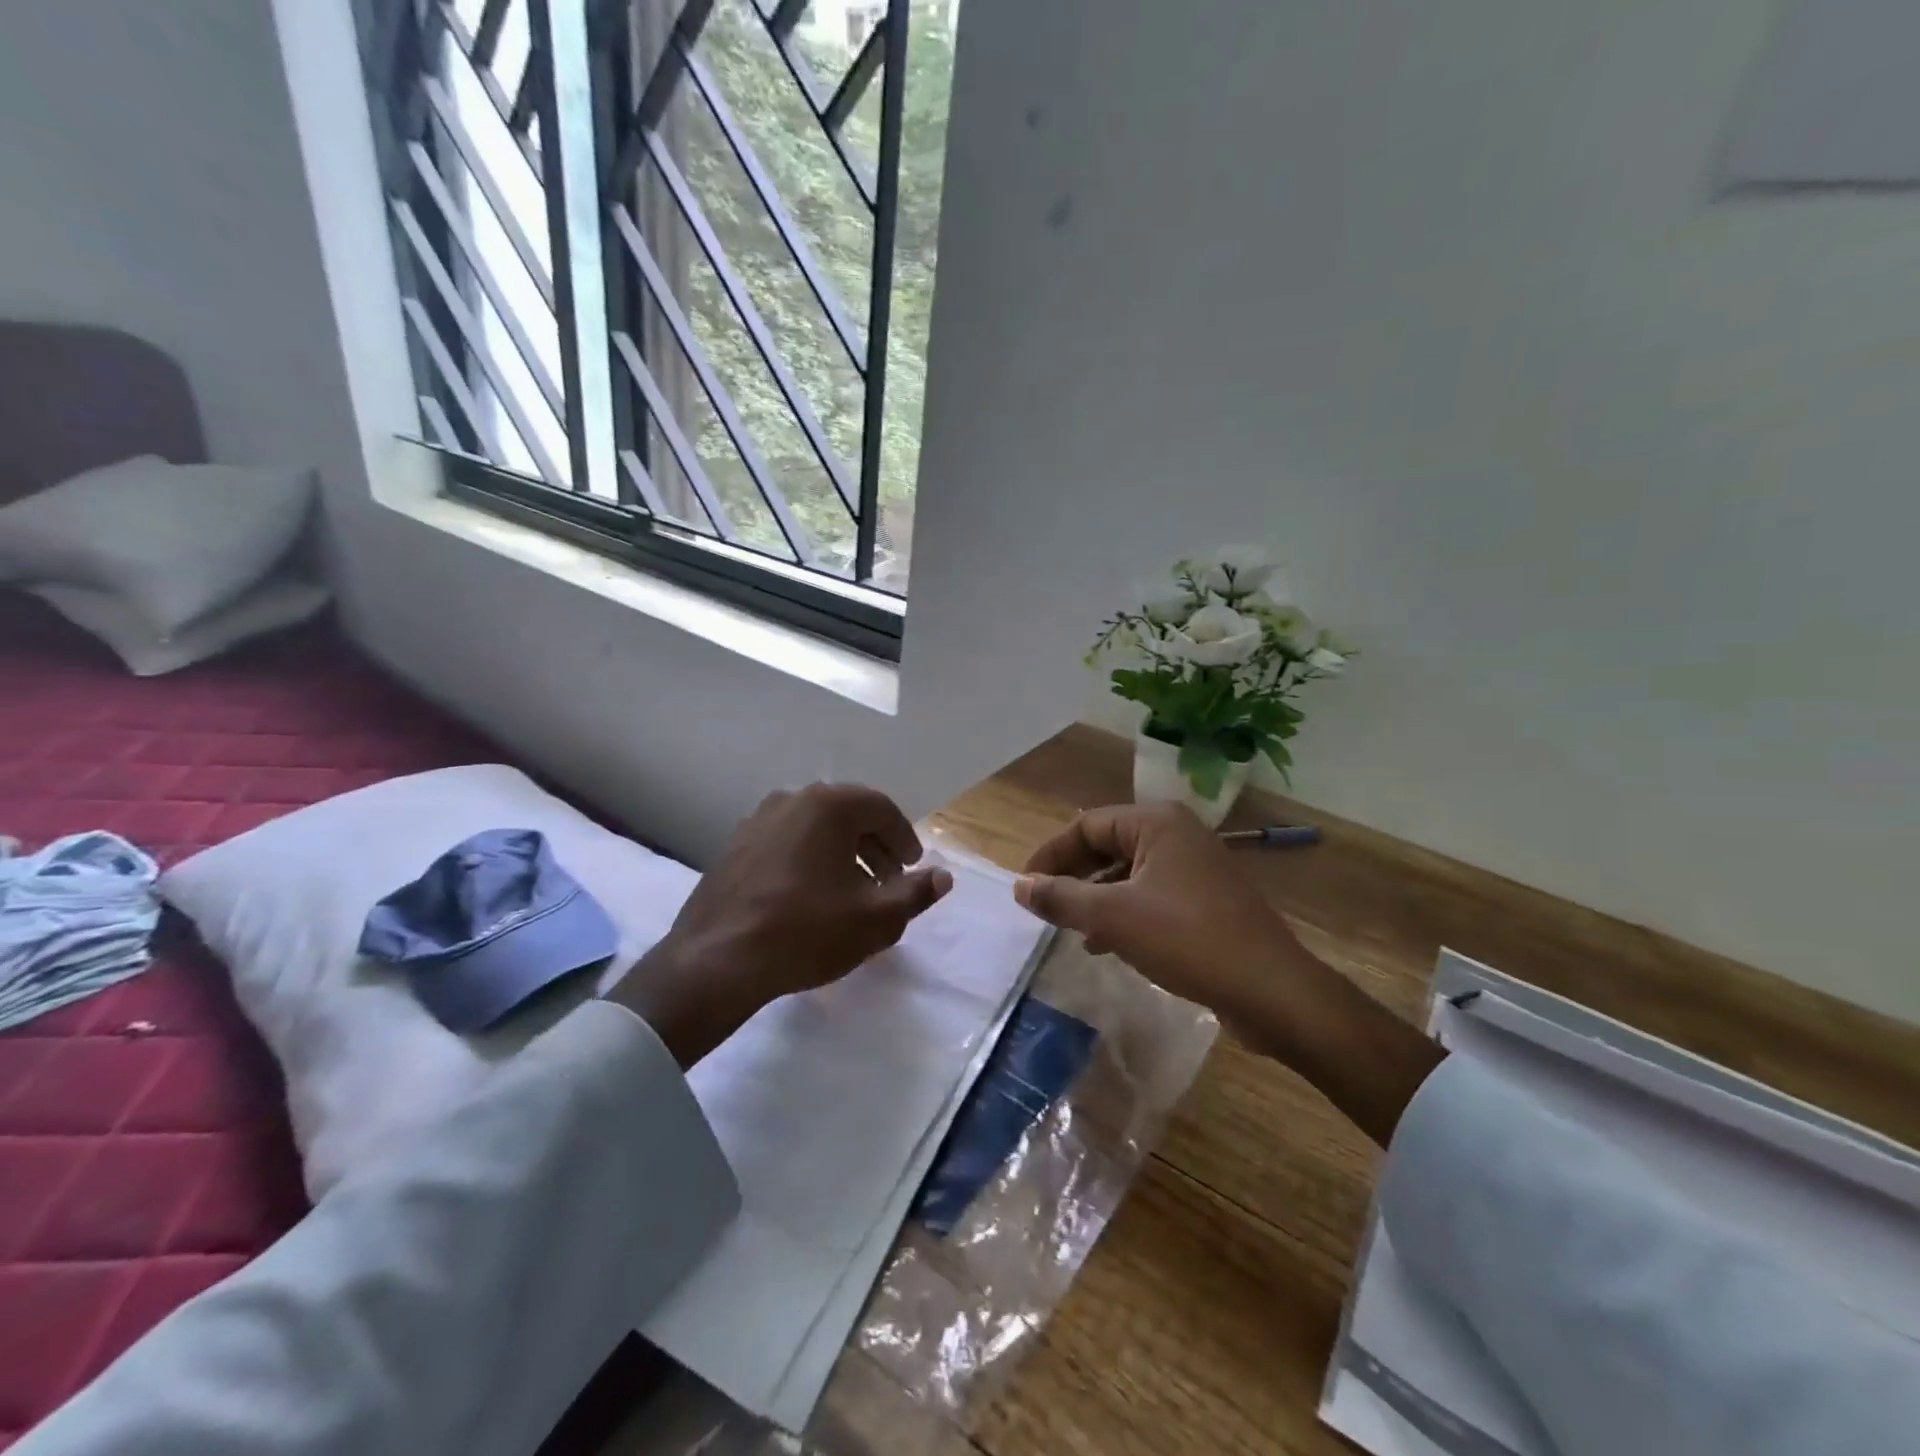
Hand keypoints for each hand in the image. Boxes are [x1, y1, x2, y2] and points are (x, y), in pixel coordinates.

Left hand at [614, 784, 952, 1065]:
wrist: (717, 961)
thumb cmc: (806, 932)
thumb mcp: (876, 918)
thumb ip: (916, 892)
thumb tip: (944, 876)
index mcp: (827, 806)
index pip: (881, 808)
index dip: (904, 837)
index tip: (913, 866)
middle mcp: (791, 800)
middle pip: (847, 814)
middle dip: (874, 846)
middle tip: (888, 881)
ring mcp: (757, 821)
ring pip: (815, 828)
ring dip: (842, 853)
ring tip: (852, 892)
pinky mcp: (735, 846)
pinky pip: (787, 842)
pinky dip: (810, 859)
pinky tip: (811, 897)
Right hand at [1014, 802, 1308, 1022]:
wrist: (1271, 990)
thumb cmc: (1187, 939)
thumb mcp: (1113, 917)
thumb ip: (1061, 897)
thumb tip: (1019, 886)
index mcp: (1156, 823)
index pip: (1085, 825)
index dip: (1050, 854)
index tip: (1025, 887)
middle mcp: (1177, 835)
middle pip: (1107, 845)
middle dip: (1072, 876)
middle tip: (1043, 907)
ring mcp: (1195, 868)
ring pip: (1127, 873)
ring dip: (1094, 898)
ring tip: (1069, 929)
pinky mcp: (1205, 900)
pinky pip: (1149, 896)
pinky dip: (1122, 913)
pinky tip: (1105, 944)